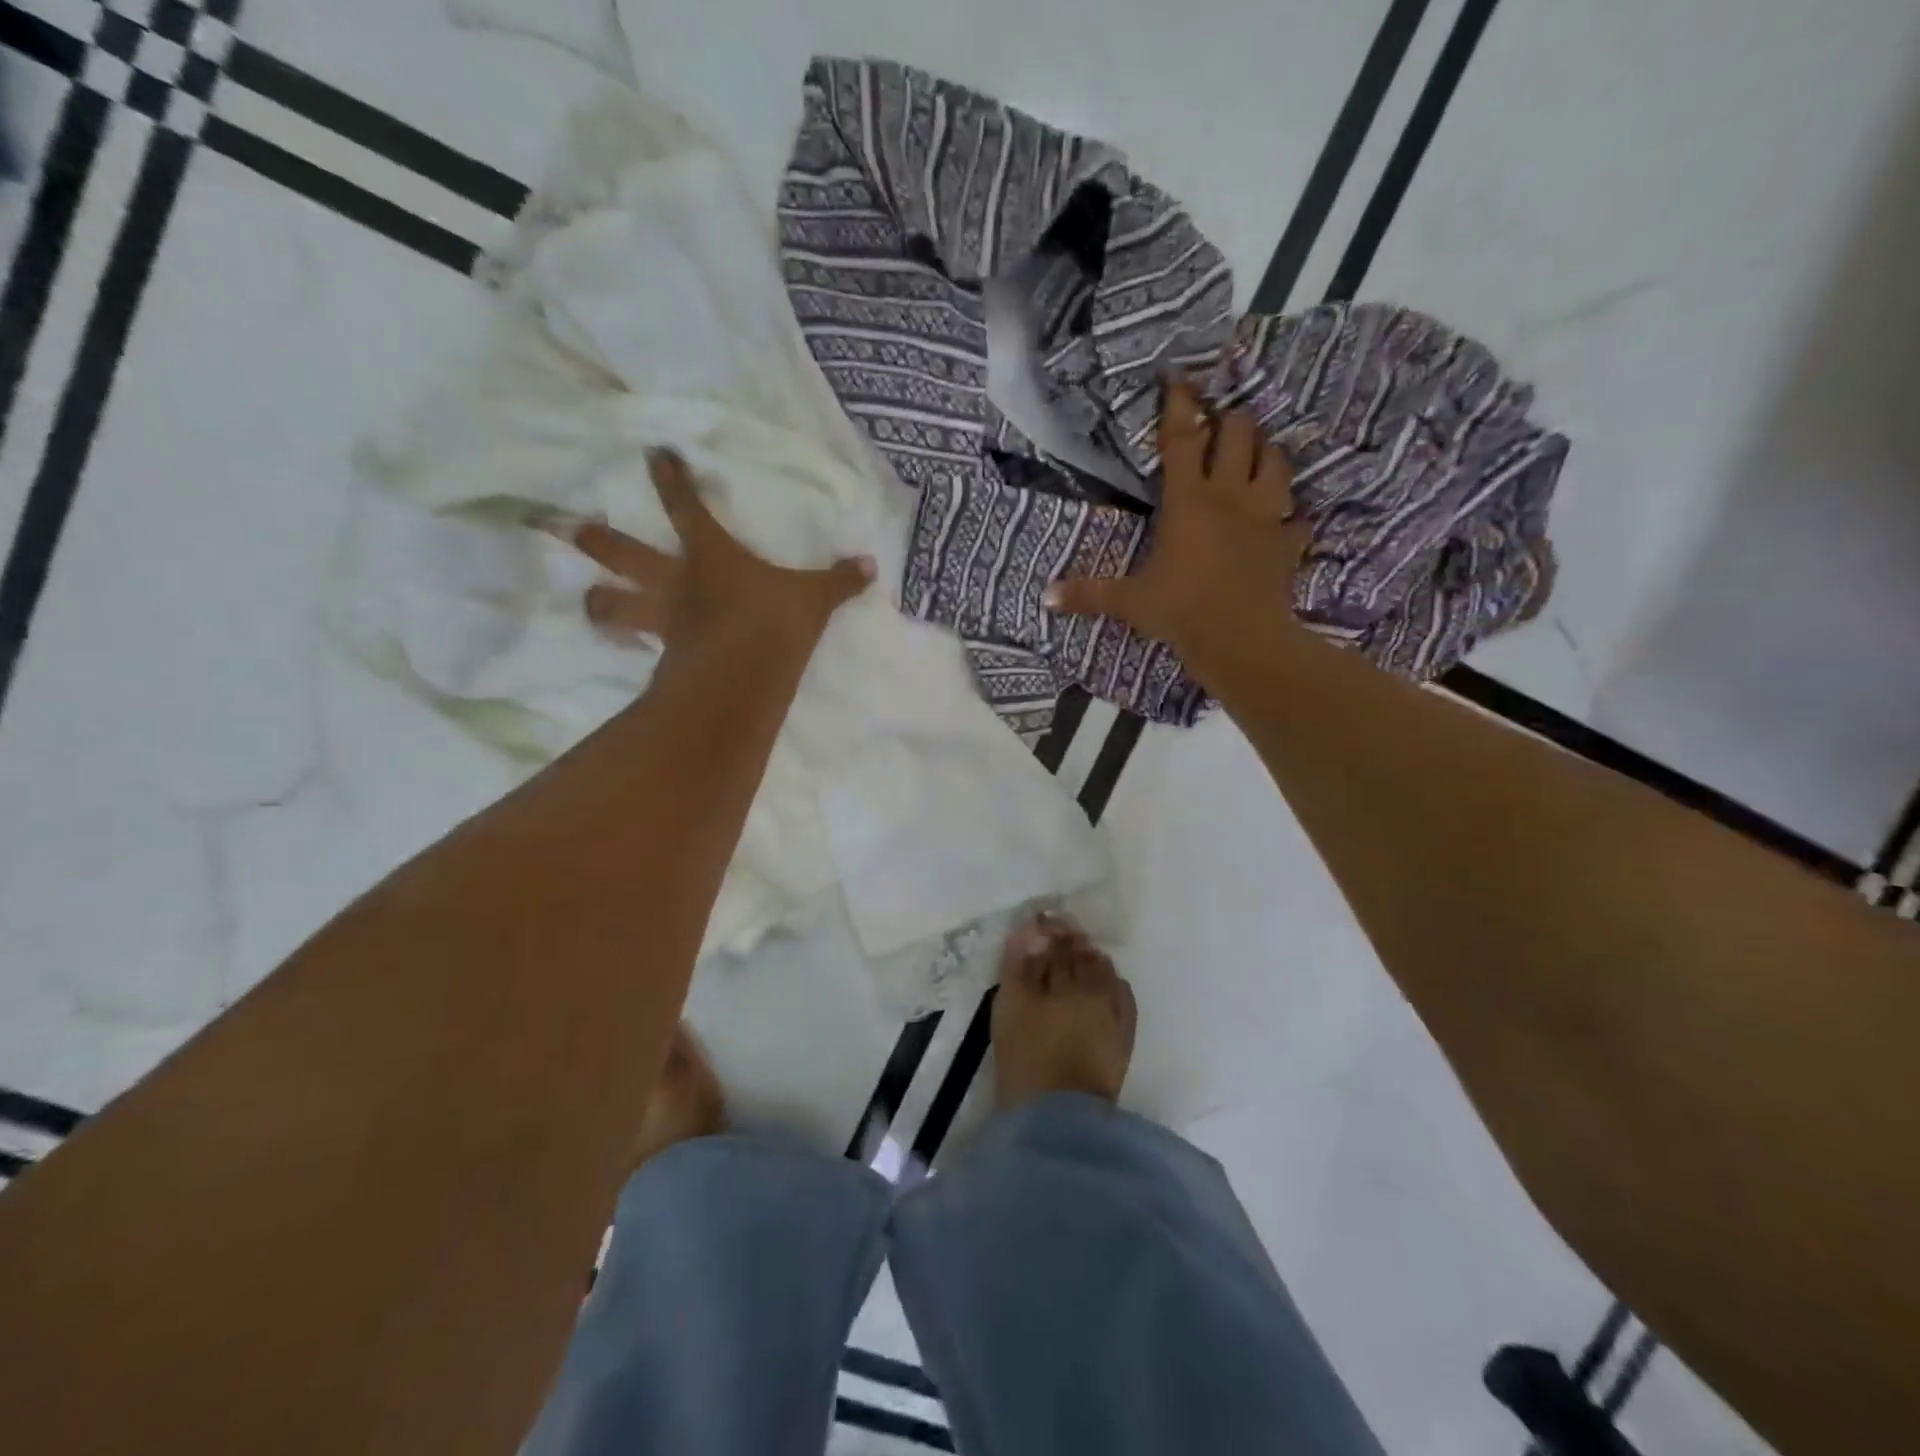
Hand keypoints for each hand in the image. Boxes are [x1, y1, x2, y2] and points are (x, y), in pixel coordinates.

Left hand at [554, 449, 875, 659]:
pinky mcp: (661, 653)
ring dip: (598, 602)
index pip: (685, 506)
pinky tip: (624, 646)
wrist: (743, 676)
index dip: (670, 478)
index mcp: (711, 554)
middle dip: (596, 538)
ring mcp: (662, 618)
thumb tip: (871, 565)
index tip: (653, 454)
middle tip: (570, 527)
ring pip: (612, 604)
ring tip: (590, 599)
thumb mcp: (815, 599)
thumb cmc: (774, 623)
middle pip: (622, 552)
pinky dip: (625, 643)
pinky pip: (635, 644)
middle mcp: (675, 580)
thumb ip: (840, 580)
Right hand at [1044, 379, 1307, 677]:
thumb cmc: (1181, 612)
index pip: (1183, 438)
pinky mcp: (1289, 543)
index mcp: (1188, 501)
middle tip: (1218, 427)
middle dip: (1230, 420)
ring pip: (1277, 461)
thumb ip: (1089, 593)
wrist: (1241, 642)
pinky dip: (1291, 516)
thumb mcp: (1130, 602)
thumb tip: (1045, 597)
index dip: (1179, 404)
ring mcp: (1267, 516)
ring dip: (1266, 453)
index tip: (1178, 377)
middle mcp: (1231, 496)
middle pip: (1240, 432)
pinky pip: (1299, 518)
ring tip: (1254, 459)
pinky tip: (1283, 522)